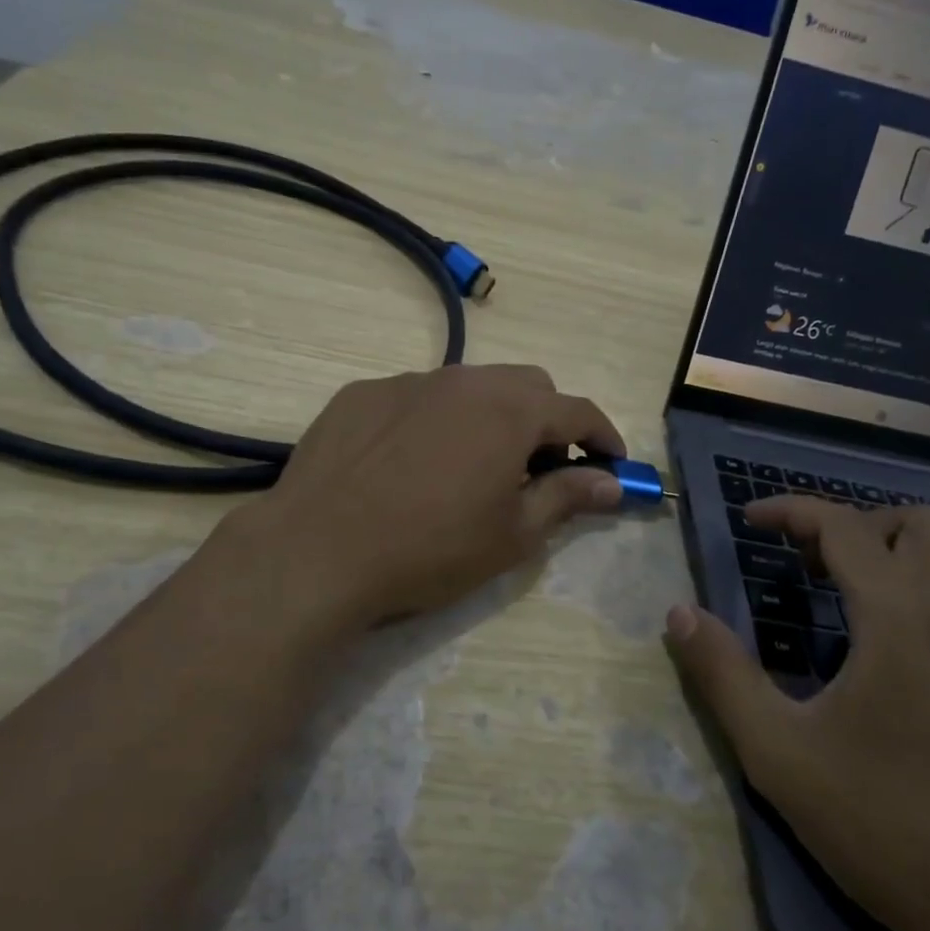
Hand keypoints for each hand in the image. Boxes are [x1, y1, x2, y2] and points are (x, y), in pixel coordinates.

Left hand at [236, 365, 625, 627]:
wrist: (317, 551)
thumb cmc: (430, 549)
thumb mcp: (512, 534)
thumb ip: (567, 497)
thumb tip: (612, 483)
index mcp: (509, 410)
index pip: (577, 410)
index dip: (603, 436)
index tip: (612, 463)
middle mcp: (462, 380)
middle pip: (527, 386)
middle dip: (548, 422)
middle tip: (540, 470)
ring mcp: (406, 381)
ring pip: (469, 386)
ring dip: (490, 417)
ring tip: (473, 466)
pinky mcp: (361, 394)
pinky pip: (416, 397)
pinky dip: (435, 420)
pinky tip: (411, 463)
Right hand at [664, 499, 929, 930]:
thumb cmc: (887, 826)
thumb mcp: (778, 754)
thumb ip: (723, 674)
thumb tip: (679, 613)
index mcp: (898, 617)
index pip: (842, 525)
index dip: (790, 510)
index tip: (751, 521)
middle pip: (917, 523)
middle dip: (858, 528)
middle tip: (814, 568)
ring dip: (926, 557)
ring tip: (883, 593)